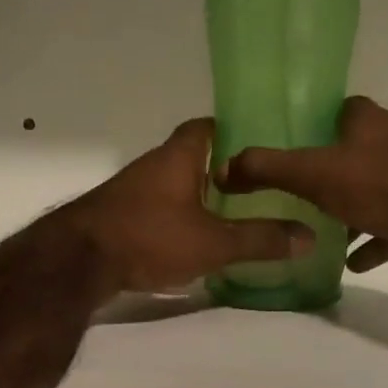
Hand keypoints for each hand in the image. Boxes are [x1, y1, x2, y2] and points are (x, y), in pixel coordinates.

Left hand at [63, 119, 314, 295]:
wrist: (77, 261)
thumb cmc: (149, 236)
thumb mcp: (213, 242)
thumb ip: (260, 239)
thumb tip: (309, 236)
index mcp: (178, 156)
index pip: (208, 126)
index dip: (235, 130)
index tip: (263, 144)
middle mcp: (154, 165)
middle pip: (194, 156)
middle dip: (224, 169)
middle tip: (261, 185)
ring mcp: (133, 190)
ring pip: (176, 183)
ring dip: (201, 195)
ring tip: (237, 213)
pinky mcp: (121, 216)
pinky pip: (160, 207)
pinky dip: (180, 216)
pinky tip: (197, 238)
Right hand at [217, 97, 387, 273]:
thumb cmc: (376, 184)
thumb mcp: (310, 173)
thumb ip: (265, 168)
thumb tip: (222, 169)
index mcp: (365, 119)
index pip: (333, 110)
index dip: (310, 125)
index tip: (286, 146)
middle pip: (351, 151)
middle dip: (326, 170)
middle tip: (294, 190)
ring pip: (371, 189)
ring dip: (348, 209)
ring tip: (318, 229)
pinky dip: (371, 240)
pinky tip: (352, 262)